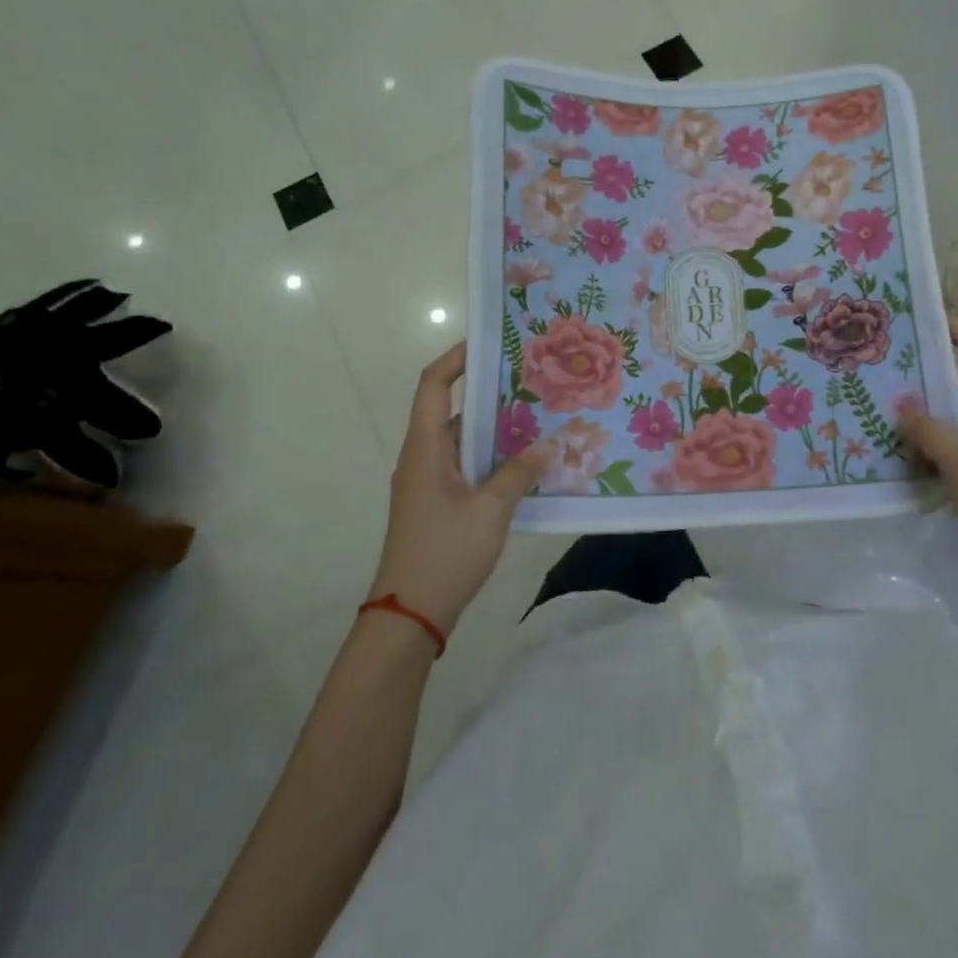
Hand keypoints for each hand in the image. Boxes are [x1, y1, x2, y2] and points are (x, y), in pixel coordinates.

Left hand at [369, 342, 548, 635]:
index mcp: (425, 448)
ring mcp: (428, 482)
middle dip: (489, 393)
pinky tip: (526, 465)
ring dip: (495, 430)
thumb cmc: (445, 553)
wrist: (410, 614)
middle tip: (532, 382)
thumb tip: (546, 445)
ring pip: (463, 442)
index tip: (489, 343)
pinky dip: (492, 459)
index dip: (456, 358)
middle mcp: (422, 457)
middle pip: (452, 410)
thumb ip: (518, 473)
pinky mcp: (437, 504)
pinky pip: (466, 467)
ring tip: (538, 418)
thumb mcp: (490, 510)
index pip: (433, 386)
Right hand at [905, 319, 957, 608]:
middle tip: (879, 373)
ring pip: (950, 422)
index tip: (927, 321)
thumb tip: (901, 405)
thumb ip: (933, 434)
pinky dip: (925, 448)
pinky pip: (948, 449)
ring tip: (875, 412)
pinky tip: (892, 452)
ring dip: (919, 421)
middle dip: (923, 384)